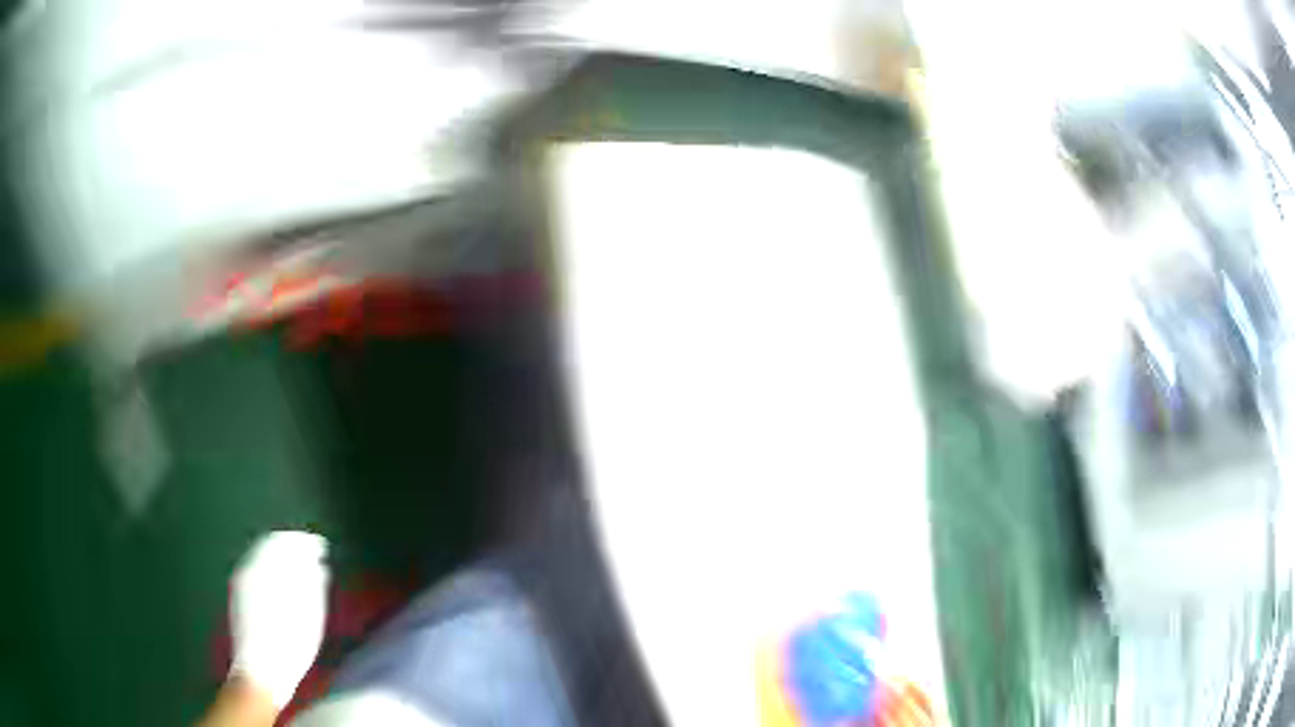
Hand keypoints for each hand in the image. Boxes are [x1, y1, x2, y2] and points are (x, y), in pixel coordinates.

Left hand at [228, 531, 329, 708]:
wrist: (261, 669)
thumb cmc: (291, 643)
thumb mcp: (310, 614)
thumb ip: (313, 583)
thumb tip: (318, 564)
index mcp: (268, 567)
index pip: (287, 540)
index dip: (305, 542)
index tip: (321, 547)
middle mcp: (250, 566)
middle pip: (271, 545)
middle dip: (291, 547)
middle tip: (311, 554)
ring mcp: (241, 581)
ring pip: (261, 557)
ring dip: (279, 558)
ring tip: (299, 570)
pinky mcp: (238, 595)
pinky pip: (255, 570)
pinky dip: (270, 570)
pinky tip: (281, 585)